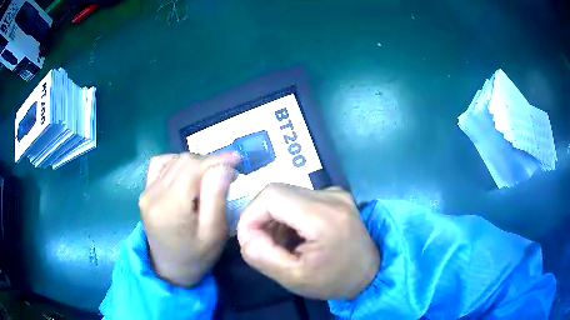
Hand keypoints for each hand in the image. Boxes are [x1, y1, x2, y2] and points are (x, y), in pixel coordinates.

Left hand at [139, 152, 239, 286]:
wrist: (170, 270)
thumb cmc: (196, 256)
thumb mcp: (213, 233)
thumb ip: (217, 197)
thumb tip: (222, 167)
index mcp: (171, 206)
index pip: (194, 167)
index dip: (217, 159)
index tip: (238, 160)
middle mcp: (154, 194)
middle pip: (184, 161)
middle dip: (209, 162)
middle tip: (228, 174)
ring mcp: (146, 192)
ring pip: (174, 160)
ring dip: (196, 163)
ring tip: (210, 177)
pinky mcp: (145, 192)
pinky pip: (160, 165)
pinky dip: (177, 163)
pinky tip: (187, 175)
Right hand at [237, 184, 379, 299]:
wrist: (370, 273)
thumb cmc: (334, 280)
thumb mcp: (293, 278)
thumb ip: (262, 256)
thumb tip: (246, 235)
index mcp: (324, 216)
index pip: (271, 195)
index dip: (251, 215)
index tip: (248, 240)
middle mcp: (331, 196)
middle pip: (277, 192)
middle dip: (261, 217)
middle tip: (263, 244)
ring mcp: (335, 193)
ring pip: (286, 194)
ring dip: (274, 217)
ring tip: (281, 243)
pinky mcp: (335, 196)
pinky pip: (298, 198)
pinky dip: (287, 215)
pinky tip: (294, 235)